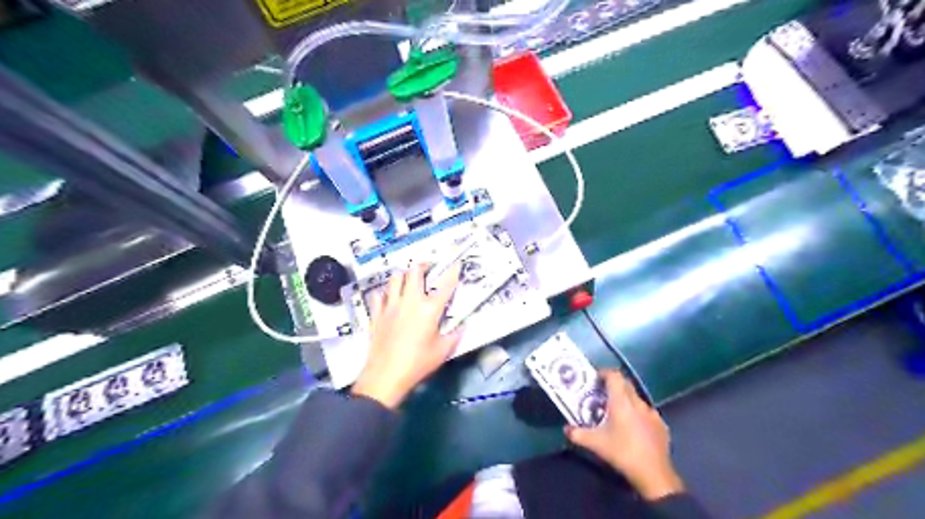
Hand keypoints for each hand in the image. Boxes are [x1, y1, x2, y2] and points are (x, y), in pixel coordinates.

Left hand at [352, 264, 461, 408]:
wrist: (386, 375)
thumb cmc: (418, 363)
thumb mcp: (442, 351)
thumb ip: (454, 336)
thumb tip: (463, 327)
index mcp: (429, 309)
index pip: (445, 285)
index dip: (452, 272)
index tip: (456, 263)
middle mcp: (410, 301)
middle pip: (414, 272)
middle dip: (422, 265)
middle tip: (427, 267)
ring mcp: (391, 305)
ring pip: (395, 278)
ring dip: (403, 275)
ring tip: (407, 279)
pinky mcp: (377, 314)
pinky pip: (379, 295)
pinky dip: (385, 293)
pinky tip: (388, 298)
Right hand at [559, 370, 681, 497]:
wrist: (654, 474)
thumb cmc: (622, 452)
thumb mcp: (595, 444)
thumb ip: (578, 434)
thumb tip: (566, 429)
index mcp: (621, 401)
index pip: (614, 375)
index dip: (604, 373)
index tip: (595, 379)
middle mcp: (637, 402)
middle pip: (625, 384)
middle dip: (613, 385)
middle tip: (601, 395)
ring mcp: (652, 413)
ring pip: (636, 398)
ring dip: (625, 400)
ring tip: (616, 413)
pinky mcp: (661, 425)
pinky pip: (646, 413)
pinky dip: (637, 414)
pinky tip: (633, 428)